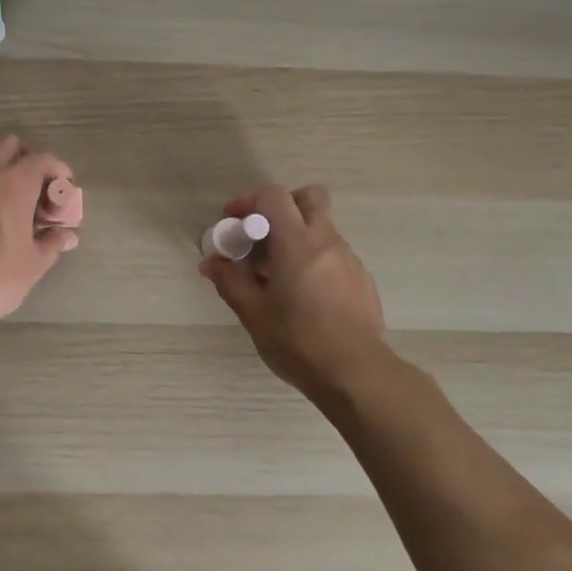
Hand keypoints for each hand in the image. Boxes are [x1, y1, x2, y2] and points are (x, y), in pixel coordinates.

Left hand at [0, 135, 78, 338]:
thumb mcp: (32, 266)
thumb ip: (52, 243)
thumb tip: (66, 235)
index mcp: (13, 184)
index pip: (43, 159)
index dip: (58, 171)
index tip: (63, 192)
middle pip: (8, 144)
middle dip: (26, 159)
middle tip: (34, 189)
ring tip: (4, 199)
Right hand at [200, 184, 390, 400]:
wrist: (356, 375)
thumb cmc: (298, 341)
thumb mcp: (254, 313)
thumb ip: (230, 281)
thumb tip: (210, 263)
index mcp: (297, 243)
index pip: (274, 195)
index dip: (248, 199)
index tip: (232, 221)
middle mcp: (327, 242)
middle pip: (308, 198)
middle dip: (281, 206)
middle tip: (261, 235)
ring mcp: (349, 259)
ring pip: (321, 228)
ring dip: (295, 237)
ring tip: (276, 275)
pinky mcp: (361, 280)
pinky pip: (333, 254)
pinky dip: (313, 260)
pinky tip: (302, 295)